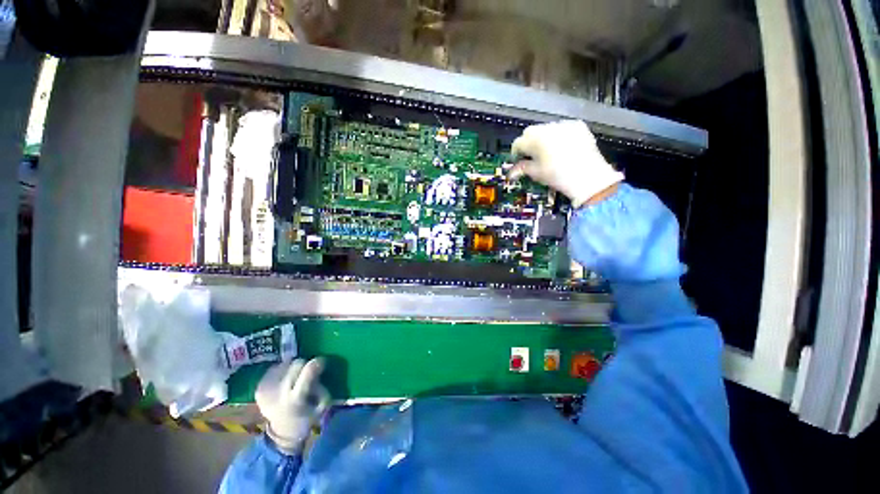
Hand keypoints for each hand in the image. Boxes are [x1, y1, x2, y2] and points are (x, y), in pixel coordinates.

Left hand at [256, 358, 330, 454]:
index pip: (308, 371)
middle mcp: (279, 392)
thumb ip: (320, 386)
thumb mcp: (319, 405)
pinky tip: (282, 381)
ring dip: (292, 368)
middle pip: (297, 363)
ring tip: (293, 379)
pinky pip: (274, 368)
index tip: (321, 363)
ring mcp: (266, 389)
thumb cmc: (306, 417)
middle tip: (307, 373)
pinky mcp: (258, 387)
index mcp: (296, 398)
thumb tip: (319, 368)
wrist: (281, 431)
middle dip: (304, 366)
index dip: (317, 363)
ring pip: (286, 363)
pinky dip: (282, 371)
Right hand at [508, 120, 623, 207]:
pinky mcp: (578, 126)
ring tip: (548, 151)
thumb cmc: (558, 176)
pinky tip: (563, 147)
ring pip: (546, 128)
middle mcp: (547, 128)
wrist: (588, 176)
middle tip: (531, 155)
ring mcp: (564, 125)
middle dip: (528, 142)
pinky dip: (559, 135)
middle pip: (530, 132)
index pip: (518, 142)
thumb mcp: (536, 173)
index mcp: (534, 140)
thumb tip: (512, 172)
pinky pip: (562, 128)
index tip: (518, 159)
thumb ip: (522, 169)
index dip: (516, 152)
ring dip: (543, 138)